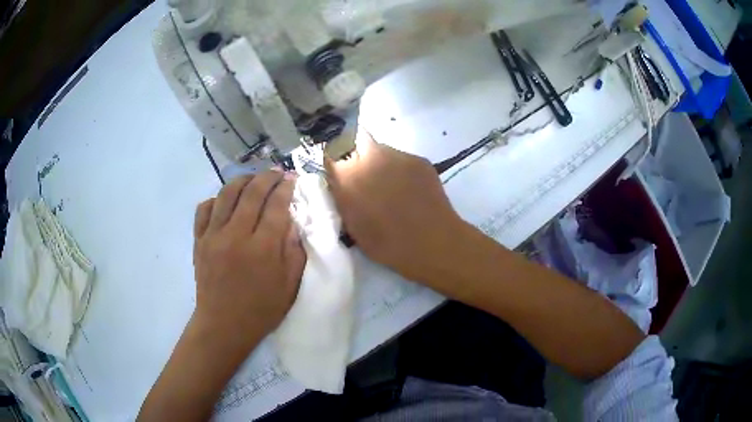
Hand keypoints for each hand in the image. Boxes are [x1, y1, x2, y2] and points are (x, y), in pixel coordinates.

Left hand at [192, 171, 305, 347]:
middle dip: (267, 177)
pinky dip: (215, 199)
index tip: (292, 178)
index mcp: (263, 248)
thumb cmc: (260, 310)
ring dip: (242, 180)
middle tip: (276, 172)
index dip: (286, 187)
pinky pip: (204, 209)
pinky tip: (224, 201)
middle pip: (252, 193)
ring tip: (253, 179)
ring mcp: (214, 236)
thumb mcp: (289, 286)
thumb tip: (292, 223)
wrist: (223, 325)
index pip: (276, 205)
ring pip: (226, 194)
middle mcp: (237, 235)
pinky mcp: (199, 241)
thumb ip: (294, 251)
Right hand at [325, 129, 466, 281]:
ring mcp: (398, 155)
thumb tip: (341, 181)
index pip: (332, 149)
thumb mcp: (352, 224)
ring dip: (381, 166)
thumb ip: (342, 196)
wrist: (432, 243)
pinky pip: (403, 161)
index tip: (340, 171)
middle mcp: (370, 155)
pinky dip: (402, 172)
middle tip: (366, 181)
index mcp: (348, 173)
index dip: (336, 159)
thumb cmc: (386, 243)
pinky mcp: (419, 159)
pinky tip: (412, 192)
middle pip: (357, 143)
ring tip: (393, 190)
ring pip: (382, 152)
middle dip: (358, 158)